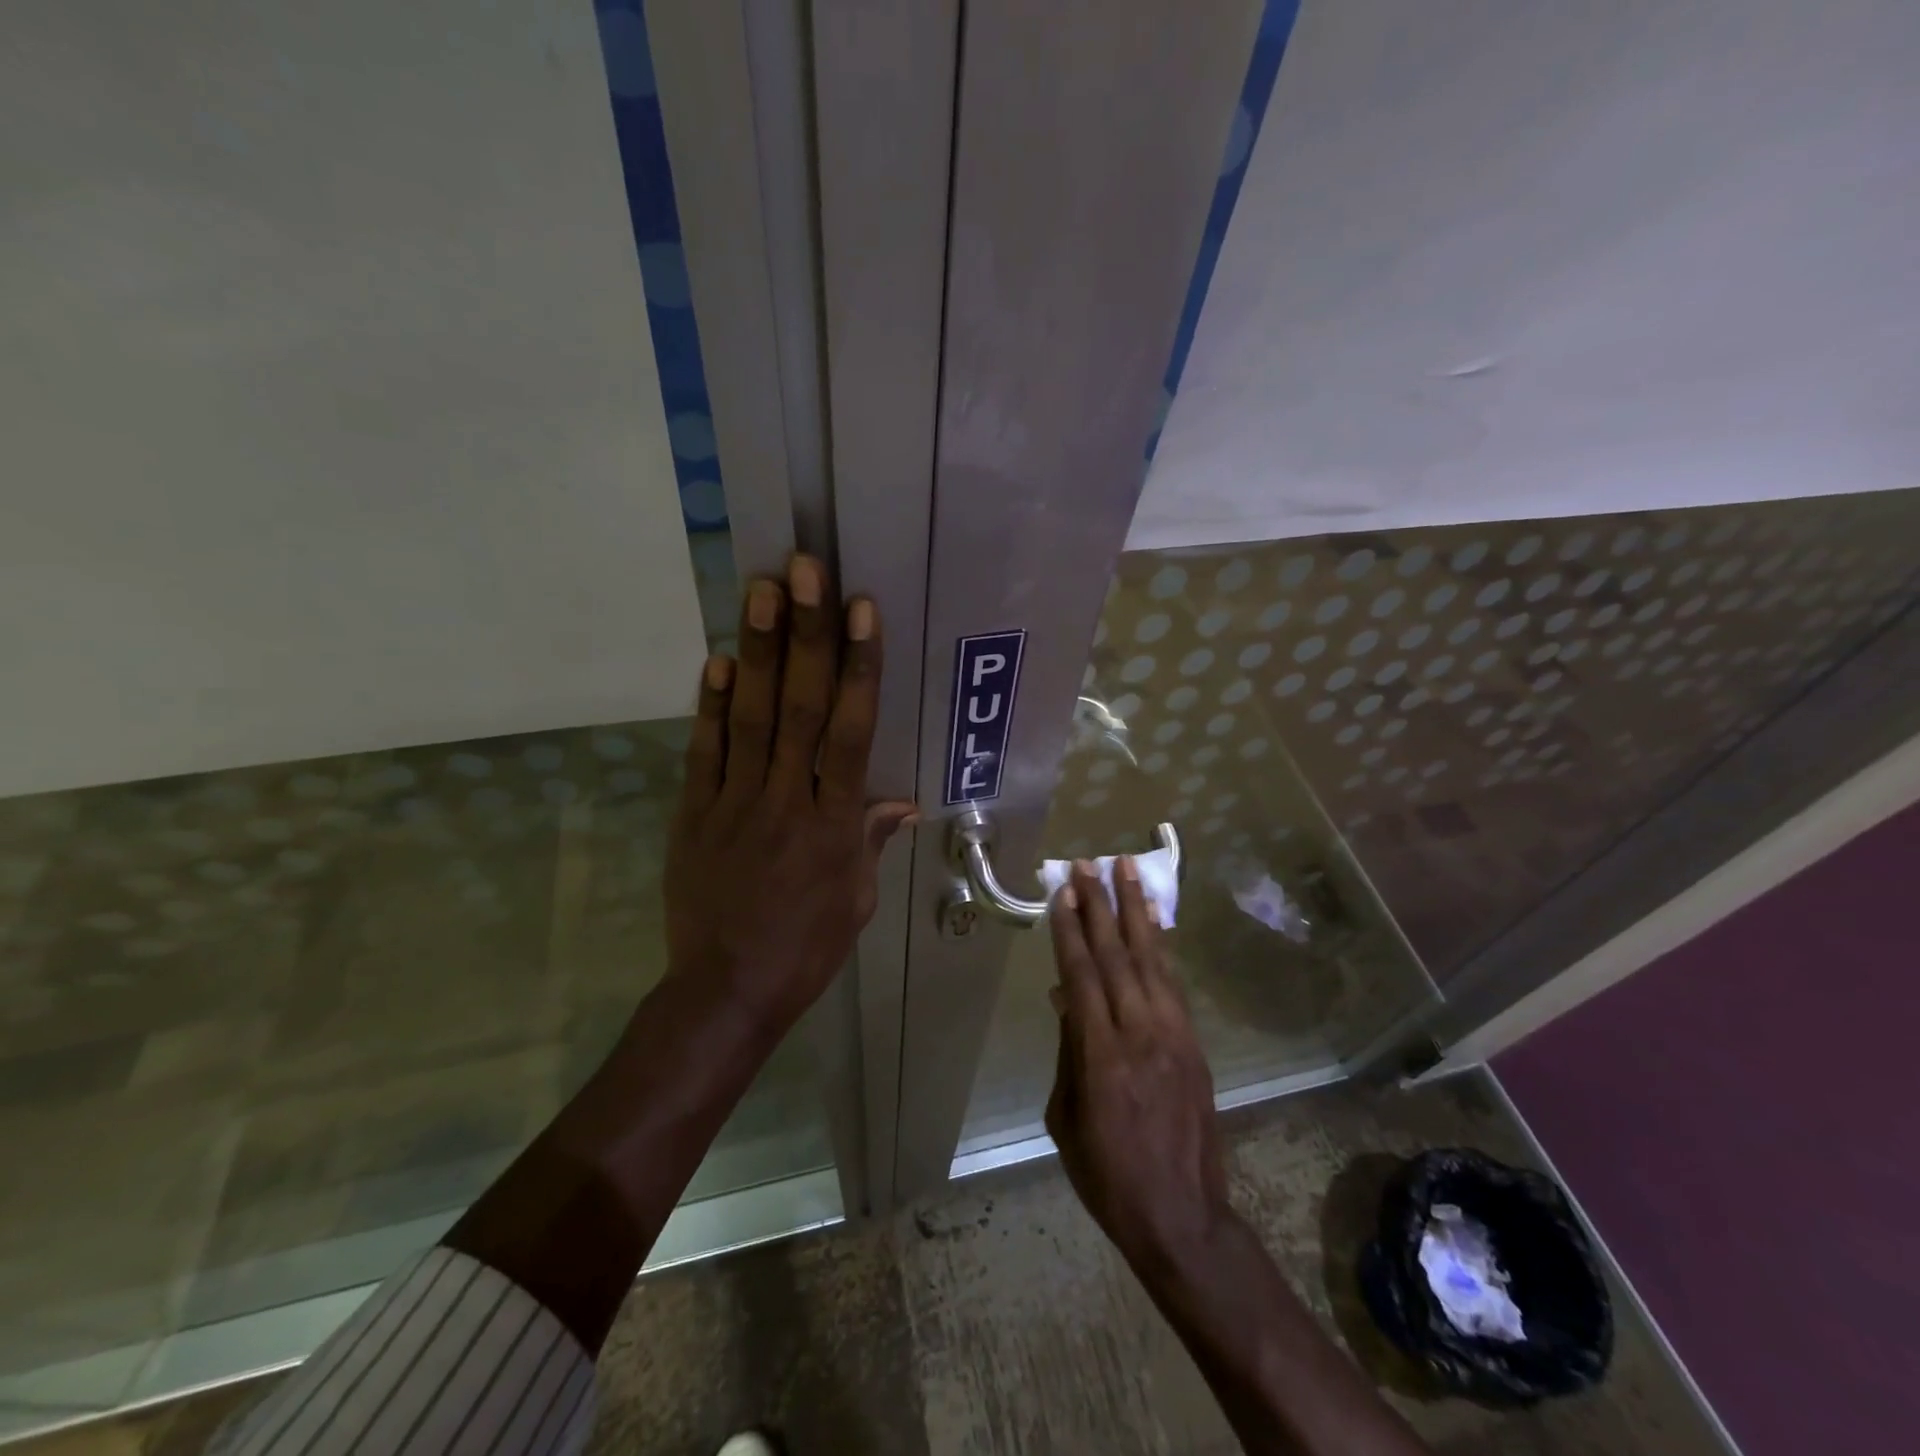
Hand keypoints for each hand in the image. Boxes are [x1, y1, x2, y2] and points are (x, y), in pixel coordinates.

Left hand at [664, 555, 915, 1022]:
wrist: (726, 990)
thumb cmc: (806, 947)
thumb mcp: (857, 899)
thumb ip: (872, 839)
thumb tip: (902, 800)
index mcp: (834, 823)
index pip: (852, 731)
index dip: (859, 667)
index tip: (861, 612)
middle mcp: (787, 800)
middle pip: (801, 708)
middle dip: (806, 636)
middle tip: (805, 571)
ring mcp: (735, 803)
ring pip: (751, 717)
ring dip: (757, 650)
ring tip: (761, 590)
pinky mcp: (694, 814)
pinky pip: (704, 753)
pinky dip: (710, 706)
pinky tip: (717, 660)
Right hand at [1045, 858, 1231, 1273]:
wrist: (1182, 1216)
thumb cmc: (1108, 1174)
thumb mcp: (1066, 1117)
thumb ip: (1068, 1051)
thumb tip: (1065, 998)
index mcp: (1101, 1054)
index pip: (1082, 975)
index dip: (1070, 931)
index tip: (1063, 894)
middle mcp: (1140, 1033)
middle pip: (1116, 955)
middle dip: (1100, 906)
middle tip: (1089, 865)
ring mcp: (1174, 1034)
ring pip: (1151, 959)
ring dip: (1137, 911)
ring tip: (1127, 870)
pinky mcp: (1195, 1043)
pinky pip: (1174, 983)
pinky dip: (1162, 946)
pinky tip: (1155, 922)